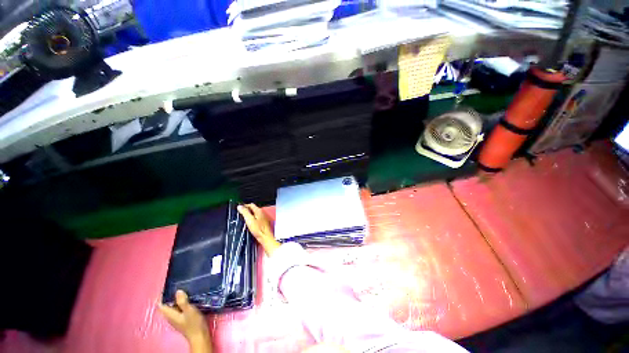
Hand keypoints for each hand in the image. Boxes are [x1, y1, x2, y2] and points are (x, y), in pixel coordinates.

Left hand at [159, 290, 210, 351]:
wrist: (200, 335)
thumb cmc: (194, 323)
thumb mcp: (189, 310)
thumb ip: (182, 301)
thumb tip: (177, 291)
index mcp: (170, 314)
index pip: (161, 304)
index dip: (162, 296)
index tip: (167, 286)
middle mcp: (171, 316)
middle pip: (166, 305)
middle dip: (170, 296)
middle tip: (177, 285)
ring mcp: (176, 318)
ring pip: (173, 306)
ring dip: (176, 299)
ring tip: (184, 289)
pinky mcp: (182, 319)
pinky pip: (178, 308)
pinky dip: (181, 302)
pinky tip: (189, 298)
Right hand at [238, 203, 280, 255]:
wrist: (265, 237)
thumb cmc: (258, 229)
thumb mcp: (249, 220)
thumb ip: (245, 212)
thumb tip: (240, 206)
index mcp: (259, 211)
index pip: (251, 205)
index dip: (244, 205)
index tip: (239, 208)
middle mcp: (262, 212)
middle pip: (253, 209)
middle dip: (246, 210)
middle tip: (240, 213)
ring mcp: (263, 217)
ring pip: (254, 213)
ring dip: (249, 214)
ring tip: (243, 218)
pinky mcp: (263, 222)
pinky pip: (256, 218)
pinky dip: (252, 218)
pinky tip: (248, 222)